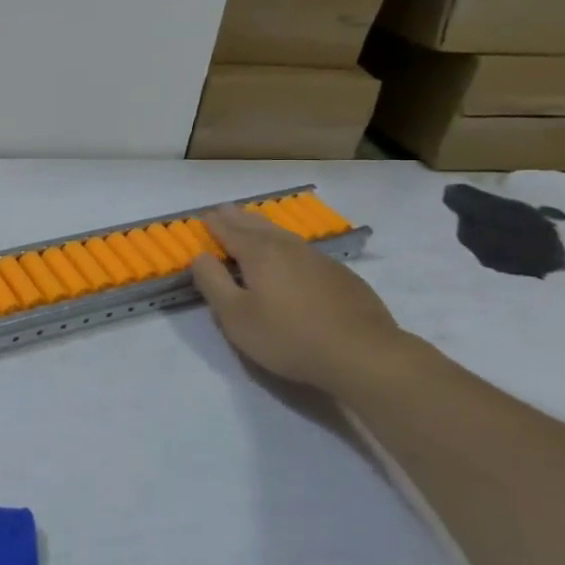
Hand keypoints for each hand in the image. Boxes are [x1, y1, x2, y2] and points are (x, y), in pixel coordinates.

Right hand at [191, 204, 408, 395]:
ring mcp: (318, 259)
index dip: (214, 224)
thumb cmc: (288, 337)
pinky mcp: (341, 275)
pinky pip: (303, 249)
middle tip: (224, 209)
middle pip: (257, 226)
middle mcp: (288, 248)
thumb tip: (200, 256)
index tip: (203, 216)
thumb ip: (213, 283)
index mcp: (259, 254)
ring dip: (263, 226)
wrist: (364, 354)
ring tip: (253, 222)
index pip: (229, 231)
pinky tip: (291, 252)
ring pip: (283, 234)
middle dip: (238, 218)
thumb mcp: (235, 316)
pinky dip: (287, 243)